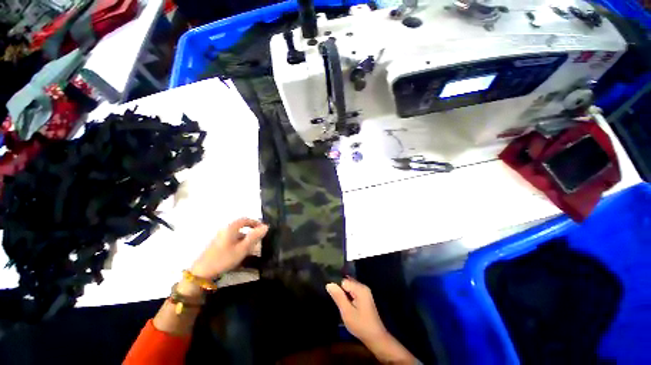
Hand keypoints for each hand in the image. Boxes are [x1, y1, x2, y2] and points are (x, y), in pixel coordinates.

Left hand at [190, 218, 267, 279]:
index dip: (255, 223)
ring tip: (253, 253)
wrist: (205, 269)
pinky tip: (242, 257)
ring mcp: (220, 238)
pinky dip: (239, 247)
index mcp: (230, 228)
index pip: (244, 220)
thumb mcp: (242, 249)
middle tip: (261, 243)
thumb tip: (265, 226)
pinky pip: (232, 243)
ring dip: (245, 242)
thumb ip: (253, 238)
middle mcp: (225, 230)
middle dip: (251, 234)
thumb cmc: (225, 258)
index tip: (264, 230)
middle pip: (240, 228)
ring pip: (236, 237)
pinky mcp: (218, 246)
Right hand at [327, 278, 417, 363]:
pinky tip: (341, 306)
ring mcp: (364, 295)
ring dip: (341, 296)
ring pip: (348, 290)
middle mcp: (364, 289)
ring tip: (334, 303)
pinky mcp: (363, 301)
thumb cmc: (360, 324)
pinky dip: (345, 299)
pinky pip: (351, 295)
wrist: (373, 336)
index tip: (327, 295)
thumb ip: (338, 297)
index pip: (343, 281)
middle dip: (338, 291)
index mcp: (361, 290)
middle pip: (346, 284)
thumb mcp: (346, 311)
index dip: (335, 287)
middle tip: (330, 300)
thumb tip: (329, 283)